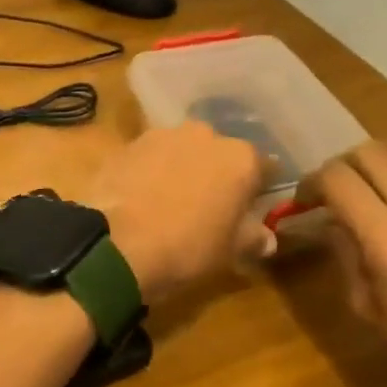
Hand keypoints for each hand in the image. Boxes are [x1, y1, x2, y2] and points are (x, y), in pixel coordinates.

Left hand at [85, 122, 269, 301]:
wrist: (119, 244)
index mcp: (241, 158)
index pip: (263, 168)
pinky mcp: (130, 144)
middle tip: (208, 206)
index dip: (257, 189)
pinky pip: (151, 157)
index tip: (250, 208)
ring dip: (182, 168)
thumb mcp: (229, 251)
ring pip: (183, 151)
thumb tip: (268, 239)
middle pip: (220, 154)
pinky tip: (143, 197)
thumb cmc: (188, 247)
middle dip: (217, 174)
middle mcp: (206, 135)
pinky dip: (151, 171)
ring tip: (170, 201)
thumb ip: (253, 238)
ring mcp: (164, 135)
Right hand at [309, 136, 386, 386]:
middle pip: (369, 152)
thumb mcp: (366, 305)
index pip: (337, 178)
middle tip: (334, 191)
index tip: (305, 200)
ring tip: (371, 184)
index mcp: (386, 235)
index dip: (312, 182)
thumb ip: (346, 253)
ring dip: (379, 157)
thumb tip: (333, 222)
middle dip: (342, 165)